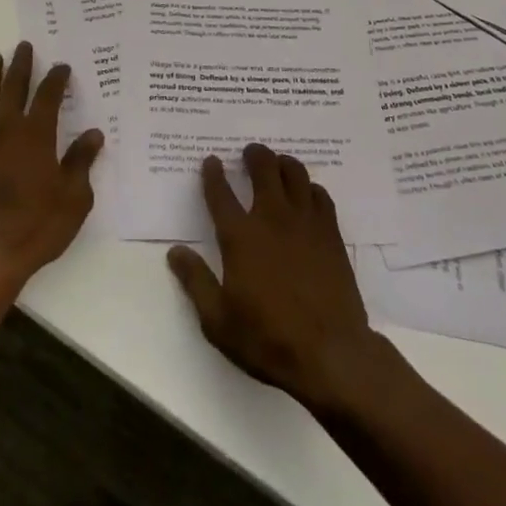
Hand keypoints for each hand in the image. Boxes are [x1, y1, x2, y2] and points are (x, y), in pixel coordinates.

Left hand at [0, 43, 103, 298]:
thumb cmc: (37, 227)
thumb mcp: (74, 198)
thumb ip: (81, 162)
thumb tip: (94, 133)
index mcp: (37, 135)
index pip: (49, 96)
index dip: (57, 78)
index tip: (62, 66)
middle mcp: (7, 130)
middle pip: (14, 88)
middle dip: (21, 65)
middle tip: (24, 46)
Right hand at [166, 144, 388, 412]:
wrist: (330, 353)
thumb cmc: (268, 339)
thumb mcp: (218, 321)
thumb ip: (195, 282)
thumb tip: (175, 252)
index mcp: (240, 237)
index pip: (221, 194)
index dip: (213, 174)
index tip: (211, 161)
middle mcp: (271, 218)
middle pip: (263, 169)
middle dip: (254, 155)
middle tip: (250, 152)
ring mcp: (304, 222)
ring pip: (295, 173)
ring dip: (283, 163)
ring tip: (278, 164)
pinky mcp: (330, 232)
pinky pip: (320, 195)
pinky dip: (310, 188)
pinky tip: (307, 194)